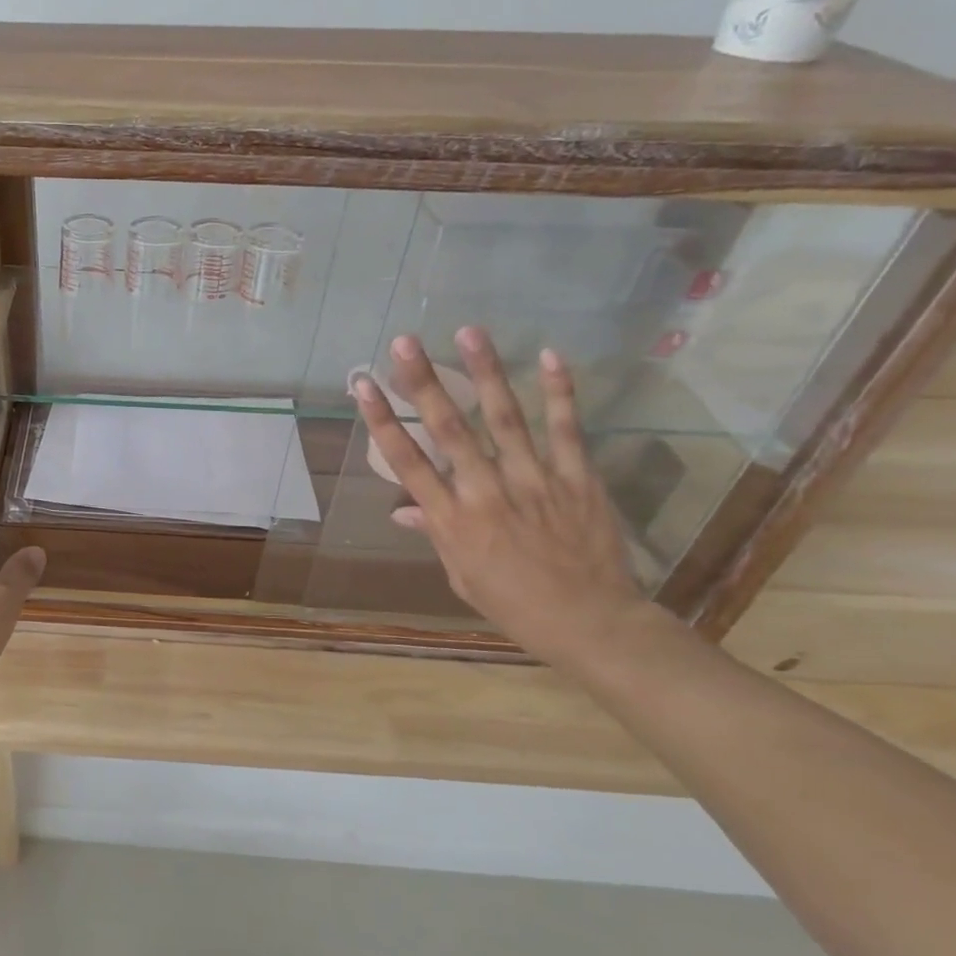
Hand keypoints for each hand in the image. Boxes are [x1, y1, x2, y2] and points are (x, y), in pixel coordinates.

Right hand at [352, 329, 649, 665]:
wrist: (591, 623)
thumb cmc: (514, 603)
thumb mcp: (460, 574)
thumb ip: (435, 532)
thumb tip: (402, 509)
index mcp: (452, 519)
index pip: (408, 460)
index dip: (382, 419)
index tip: (363, 384)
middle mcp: (486, 492)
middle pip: (449, 429)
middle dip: (423, 383)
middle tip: (405, 343)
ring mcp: (534, 481)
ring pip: (505, 418)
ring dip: (485, 372)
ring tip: (468, 332)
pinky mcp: (577, 479)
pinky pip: (567, 430)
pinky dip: (560, 392)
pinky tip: (549, 356)